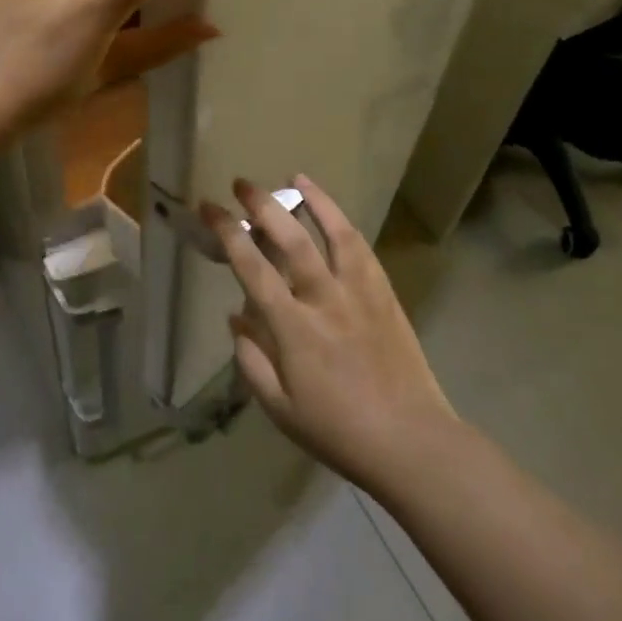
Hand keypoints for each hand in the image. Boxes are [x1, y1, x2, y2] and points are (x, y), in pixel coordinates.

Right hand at [204, 176, 455, 491]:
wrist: (411, 441)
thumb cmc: (339, 431)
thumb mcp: (280, 409)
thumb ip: (252, 360)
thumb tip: (236, 317)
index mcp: (294, 328)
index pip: (252, 268)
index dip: (228, 233)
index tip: (210, 208)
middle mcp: (325, 299)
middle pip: (291, 239)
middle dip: (263, 205)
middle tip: (243, 184)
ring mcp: (359, 292)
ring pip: (334, 233)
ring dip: (312, 200)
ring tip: (294, 178)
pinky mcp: (384, 293)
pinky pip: (362, 248)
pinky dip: (344, 223)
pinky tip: (334, 213)